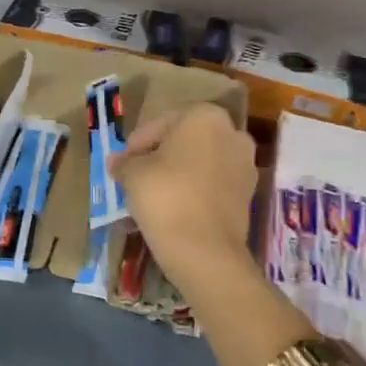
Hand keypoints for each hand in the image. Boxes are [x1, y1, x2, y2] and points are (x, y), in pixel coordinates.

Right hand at [111, 102, 257, 274]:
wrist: (204, 249)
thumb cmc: (165, 195)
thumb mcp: (133, 174)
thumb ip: (124, 162)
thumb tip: (117, 161)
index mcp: (205, 116)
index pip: (162, 123)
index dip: (138, 143)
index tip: (124, 162)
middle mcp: (232, 134)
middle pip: (185, 141)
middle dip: (161, 156)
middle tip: (137, 176)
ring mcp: (245, 165)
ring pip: (201, 163)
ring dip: (179, 174)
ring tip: (153, 195)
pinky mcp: (248, 195)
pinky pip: (213, 185)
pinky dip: (195, 191)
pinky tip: (174, 208)